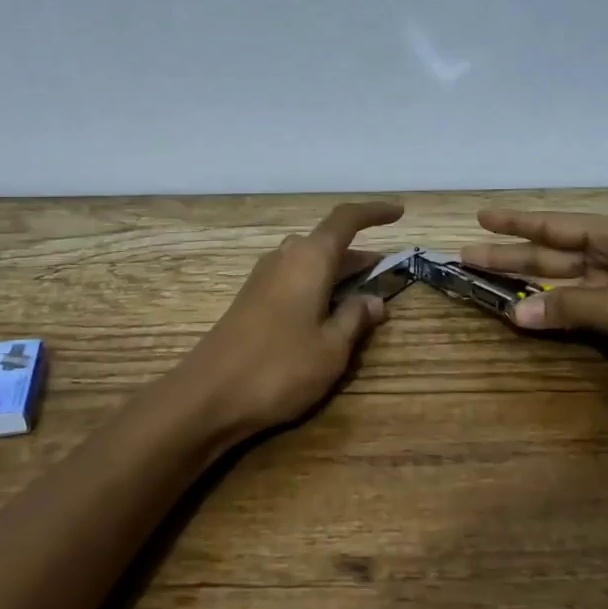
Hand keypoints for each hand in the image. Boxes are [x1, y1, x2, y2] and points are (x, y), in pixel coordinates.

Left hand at [175, 201, 402, 438]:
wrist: (208, 396)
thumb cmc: (279, 367)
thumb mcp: (331, 348)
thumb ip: (355, 318)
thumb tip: (373, 300)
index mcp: (309, 258)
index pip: (346, 219)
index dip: (374, 212)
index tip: (399, 212)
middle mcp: (285, 257)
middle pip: (327, 242)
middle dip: (358, 255)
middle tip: (386, 274)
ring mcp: (263, 278)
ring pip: (309, 262)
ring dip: (337, 272)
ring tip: (362, 296)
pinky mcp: (251, 300)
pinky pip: (293, 279)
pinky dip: (317, 286)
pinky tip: (326, 314)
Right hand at [462, 208, 607, 415]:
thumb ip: (568, 307)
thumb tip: (517, 315)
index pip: (556, 226)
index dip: (516, 223)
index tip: (480, 217)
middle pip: (556, 253)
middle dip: (513, 255)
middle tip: (468, 255)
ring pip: (568, 282)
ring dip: (530, 286)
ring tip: (487, 283)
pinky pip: (584, 308)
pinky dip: (557, 312)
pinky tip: (529, 315)